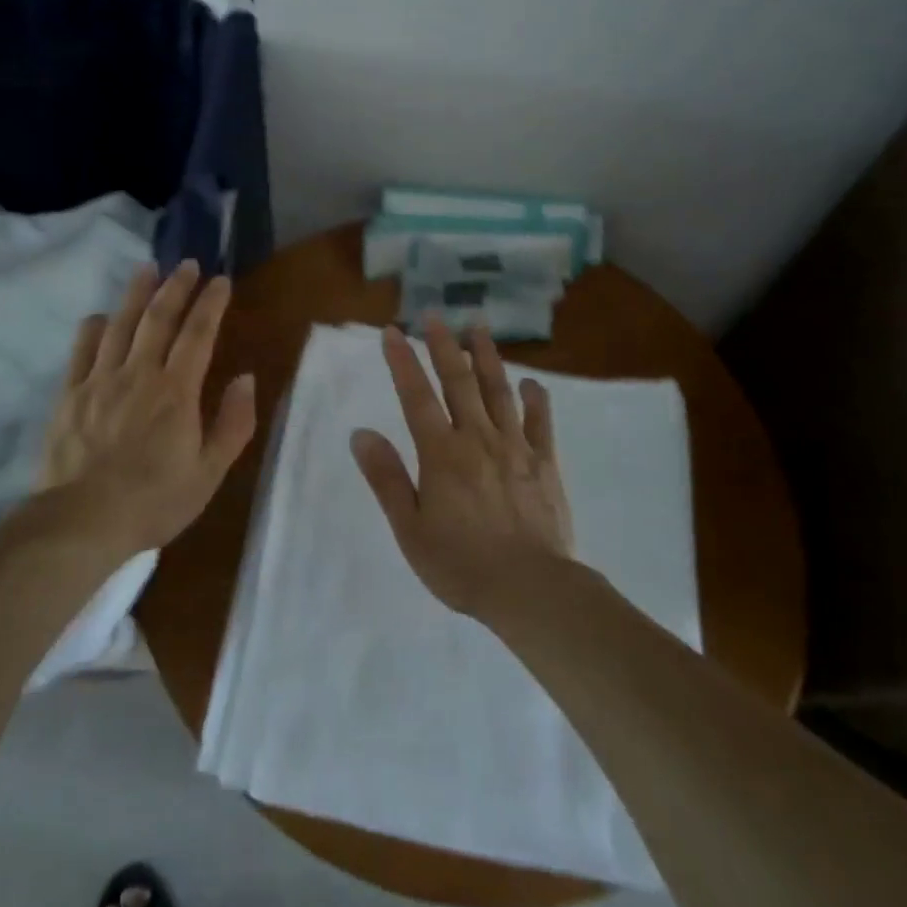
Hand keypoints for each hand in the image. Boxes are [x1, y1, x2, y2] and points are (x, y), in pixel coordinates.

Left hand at [42, 259, 255, 554]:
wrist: (82, 521)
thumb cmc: (154, 500)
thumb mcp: (209, 472)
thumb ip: (232, 423)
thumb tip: (246, 378)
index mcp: (177, 391)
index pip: (198, 334)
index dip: (211, 303)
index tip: (221, 280)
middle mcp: (139, 373)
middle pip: (159, 318)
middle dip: (176, 287)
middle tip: (187, 263)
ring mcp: (100, 380)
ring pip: (121, 324)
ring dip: (136, 294)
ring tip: (147, 269)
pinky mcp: (70, 394)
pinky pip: (82, 349)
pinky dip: (94, 327)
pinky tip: (101, 317)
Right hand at [352, 317, 572, 617]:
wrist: (531, 590)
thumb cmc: (461, 563)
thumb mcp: (410, 528)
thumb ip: (386, 478)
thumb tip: (361, 433)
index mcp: (442, 453)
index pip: (416, 396)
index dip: (402, 361)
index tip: (392, 331)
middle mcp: (477, 438)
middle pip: (458, 382)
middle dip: (444, 345)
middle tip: (435, 315)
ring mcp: (515, 447)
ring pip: (499, 391)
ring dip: (487, 357)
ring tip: (479, 328)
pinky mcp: (545, 463)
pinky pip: (540, 423)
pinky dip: (536, 399)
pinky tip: (532, 382)